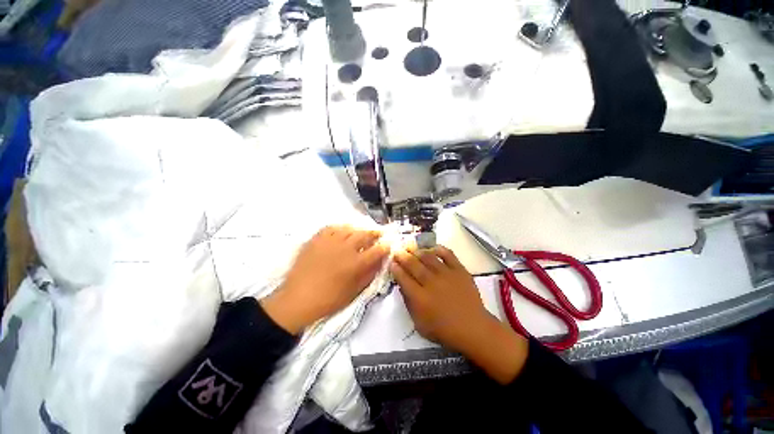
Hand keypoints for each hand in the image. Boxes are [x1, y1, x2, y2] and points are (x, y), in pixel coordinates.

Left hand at [261, 226, 388, 334]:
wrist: (298, 299)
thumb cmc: (329, 300)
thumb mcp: (354, 291)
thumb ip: (369, 274)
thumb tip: (380, 262)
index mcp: (356, 263)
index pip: (377, 250)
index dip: (385, 246)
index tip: (388, 244)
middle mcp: (346, 248)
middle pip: (365, 234)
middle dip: (375, 233)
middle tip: (379, 233)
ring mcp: (330, 241)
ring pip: (350, 228)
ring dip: (359, 229)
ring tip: (362, 232)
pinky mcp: (317, 239)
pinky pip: (332, 227)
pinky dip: (341, 228)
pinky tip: (342, 231)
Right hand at [391, 246, 528, 383]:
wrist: (473, 328)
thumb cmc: (444, 330)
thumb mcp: (419, 323)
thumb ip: (409, 304)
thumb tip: (402, 286)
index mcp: (420, 298)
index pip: (403, 278)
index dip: (396, 269)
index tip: (392, 262)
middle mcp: (431, 283)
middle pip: (413, 265)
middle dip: (403, 256)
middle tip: (398, 250)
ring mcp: (446, 275)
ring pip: (428, 258)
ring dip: (418, 252)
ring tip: (413, 249)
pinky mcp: (459, 270)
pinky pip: (448, 255)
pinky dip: (440, 249)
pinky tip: (433, 247)